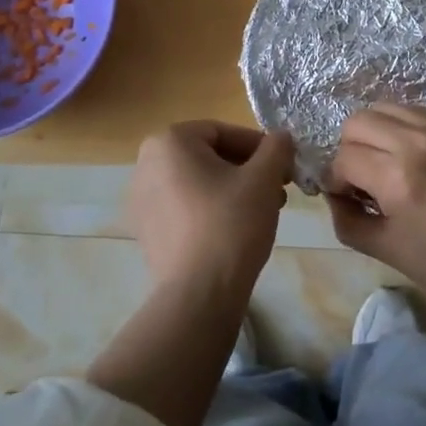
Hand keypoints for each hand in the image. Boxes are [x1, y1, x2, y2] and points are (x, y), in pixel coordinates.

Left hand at [125, 121, 294, 298]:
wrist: (198, 294)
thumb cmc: (231, 224)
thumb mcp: (263, 179)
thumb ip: (276, 148)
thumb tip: (281, 137)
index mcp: (169, 142)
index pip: (223, 132)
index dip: (259, 147)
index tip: (283, 167)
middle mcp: (146, 163)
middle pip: (210, 156)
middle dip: (247, 170)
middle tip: (277, 191)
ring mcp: (141, 199)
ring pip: (199, 182)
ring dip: (234, 190)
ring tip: (263, 212)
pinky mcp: (146, 230)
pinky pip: (185, 206)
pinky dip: (211, 210)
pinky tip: (236, 230)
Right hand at [325, 103, 425, 317]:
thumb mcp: (386, 250)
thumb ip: (346, 219)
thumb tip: (333, 193)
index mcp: (398, 177)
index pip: (344, 158)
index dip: (337, 180)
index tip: (349, 199)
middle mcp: (419, 141)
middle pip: (358, 121)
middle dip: (351, 150)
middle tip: (366, 180)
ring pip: (386, 108)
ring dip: (377, 135)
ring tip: (390, 166)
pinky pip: (416, 112)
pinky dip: (404, 130)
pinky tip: (417, 160)